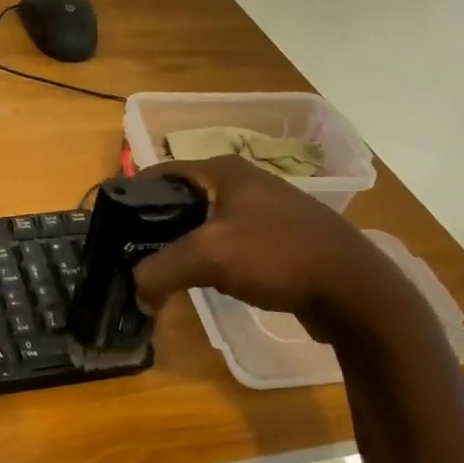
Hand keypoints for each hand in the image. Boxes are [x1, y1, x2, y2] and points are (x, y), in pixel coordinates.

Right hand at [133, 156, 398, 336]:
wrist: (352, 288)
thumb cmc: (276, 256)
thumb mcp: (207, 257)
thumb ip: (159, 270)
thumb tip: (137, 291)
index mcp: (225, 171)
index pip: (162, 172)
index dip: (133, 194)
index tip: (111, 224)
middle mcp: (245, 182)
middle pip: (183, 198)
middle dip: (155, 224)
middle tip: (131, 253)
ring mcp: (266, 210)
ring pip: (207, 223)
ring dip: (182, 244)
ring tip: (160, 269)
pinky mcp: (279, 238)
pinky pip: (230, 243)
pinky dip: (210, 258)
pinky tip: (201, 280)